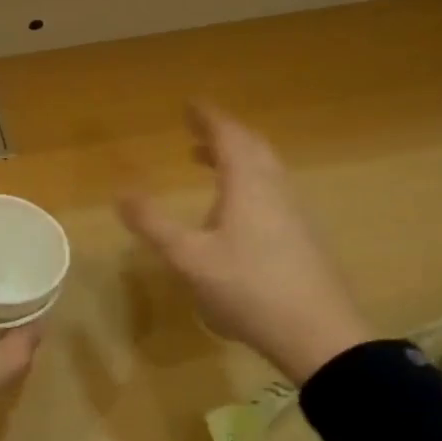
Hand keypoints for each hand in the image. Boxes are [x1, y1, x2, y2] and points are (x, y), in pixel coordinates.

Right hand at [118, 104, 371, 384]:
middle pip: (252, 147)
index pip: (228, 136)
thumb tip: (121, 193)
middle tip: (197, 131)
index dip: (208, 117)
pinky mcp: (304, 237)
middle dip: (223, 134)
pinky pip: (273, 191)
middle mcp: (275, 189)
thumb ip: (153, 225)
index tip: (190, 104)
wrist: (320, 336)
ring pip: (266, 169)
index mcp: (248, 184)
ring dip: (237, 158)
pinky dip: (249, 182)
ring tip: (208, 164)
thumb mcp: (189, 259)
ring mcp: (294, 213)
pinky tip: (235, 211)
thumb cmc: (249, 289)